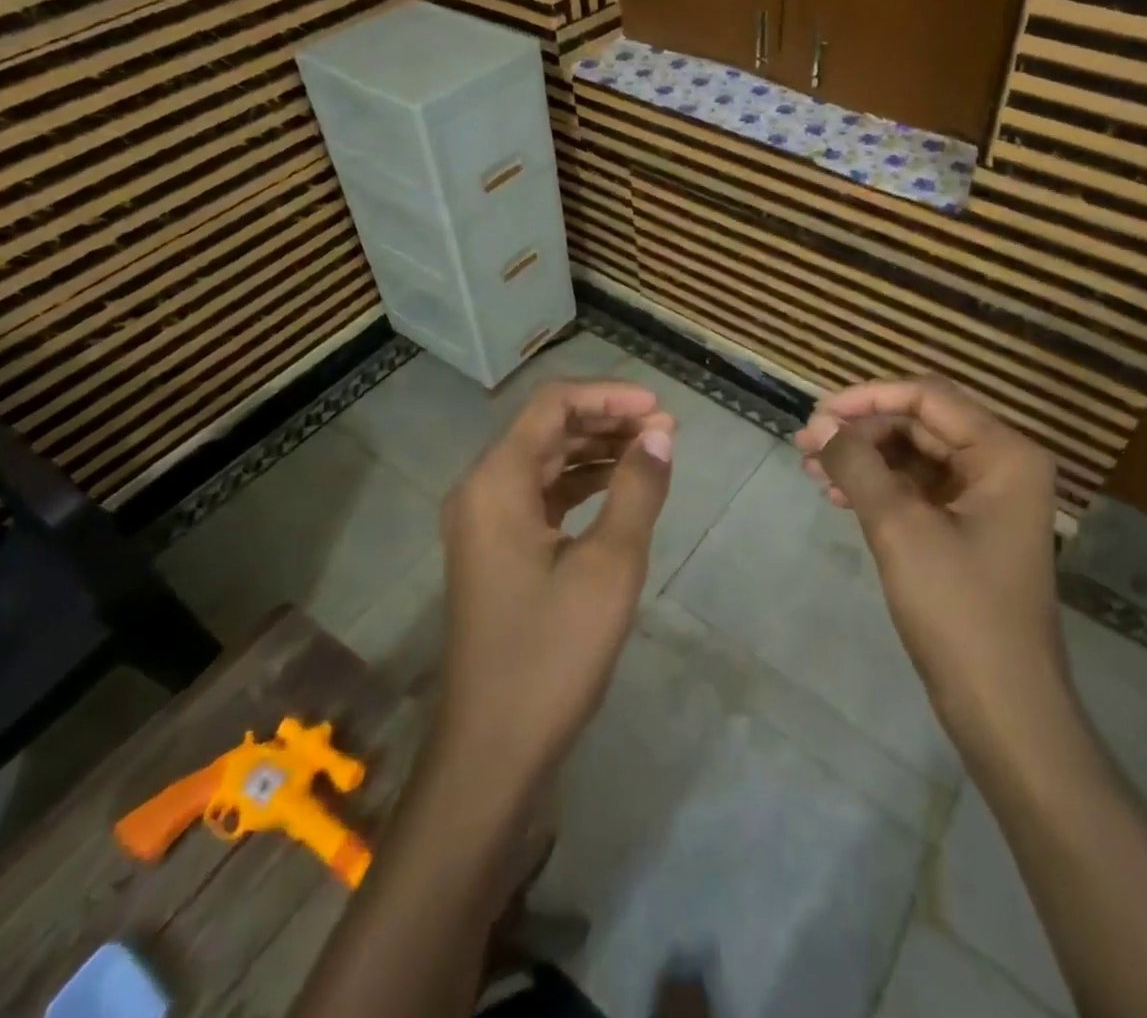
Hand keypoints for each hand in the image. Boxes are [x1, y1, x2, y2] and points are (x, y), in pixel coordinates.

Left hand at [434, 380, 674, 793]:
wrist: (493, 750)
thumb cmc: (551, 653)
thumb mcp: (609, 566)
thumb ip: (636, 490)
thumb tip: (661, 434)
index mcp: (496, 482)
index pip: (553, 406)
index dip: (609, 396)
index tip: (661, 409)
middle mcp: (481, 490)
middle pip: (547, 428)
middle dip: (607, 421)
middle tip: (665, 432)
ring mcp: (485, 521)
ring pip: (545, 460)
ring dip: (596, 450)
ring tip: (652, 453)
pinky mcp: (496, 550)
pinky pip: (540, 495)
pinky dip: (581, 484)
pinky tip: (619, 490)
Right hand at [795, 376, 1064, 738]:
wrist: (1004, 709)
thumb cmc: (958, 610)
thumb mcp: (900, 528)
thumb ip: (858, 465)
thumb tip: (820, 426)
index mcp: (1004, 453)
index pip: (927, 397)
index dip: (866, 399)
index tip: (815, 416)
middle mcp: (1001, 464)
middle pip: (920, 423)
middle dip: (861, 432)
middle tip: (805, 447)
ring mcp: (986, 498)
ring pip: (914, 456)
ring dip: (864, 459)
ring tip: (812, 472)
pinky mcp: (969, 528)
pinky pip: (918, 489)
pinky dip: (878, 487)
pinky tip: (838, 496)